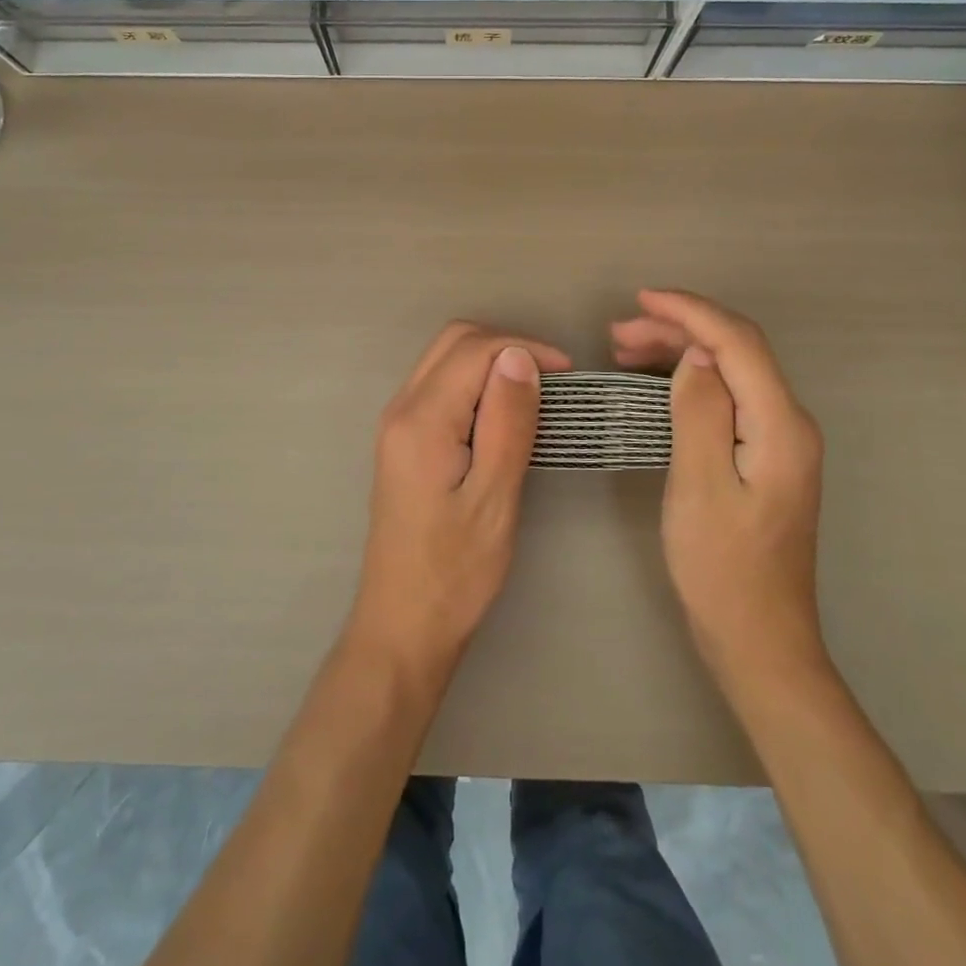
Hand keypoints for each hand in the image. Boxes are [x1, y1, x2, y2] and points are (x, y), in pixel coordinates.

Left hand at [349, 322, 571, 684]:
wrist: (403, 623)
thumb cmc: (455, 571)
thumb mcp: (494, 498)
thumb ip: (507, 422)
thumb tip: (519, 356)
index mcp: (421, 420)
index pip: (474, 349)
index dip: (524, 349)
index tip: (568, 376)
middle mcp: (401, 409)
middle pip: (453, 342)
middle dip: (506, 346)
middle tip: (552, 381)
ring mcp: (397, 423)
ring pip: (444, 360)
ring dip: (490, 362)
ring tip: (533, 395)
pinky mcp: (402, 440)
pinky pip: (439, 385)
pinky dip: (474, 383)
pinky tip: (502, 413)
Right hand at [612, 290, 827, 690]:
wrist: (759, 640)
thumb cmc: (722, 568)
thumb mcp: (699, 486)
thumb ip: (700, 411)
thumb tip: (695, 355)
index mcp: (780, 425)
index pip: (737, 343)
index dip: (689, 312)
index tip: (640, 299)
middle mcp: (789, 423)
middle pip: (736, 351)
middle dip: (678, 328)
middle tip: (617, 334)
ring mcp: (780, 440)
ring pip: (731, 370)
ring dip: (681, 351)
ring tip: (624, 350)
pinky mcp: (764, 456)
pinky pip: (728, 396)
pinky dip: (689, 379)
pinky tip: (656, 383)